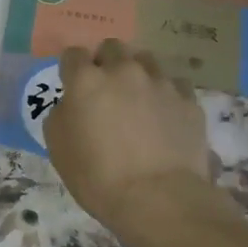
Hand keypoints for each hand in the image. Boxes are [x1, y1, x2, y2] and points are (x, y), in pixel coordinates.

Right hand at [44, 39, 235, 241]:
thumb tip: (72, 105)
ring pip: (146, 60)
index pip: (73, 54)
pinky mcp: (189, 100)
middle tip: (105, 89)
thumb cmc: (97, 177)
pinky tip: (165, 115)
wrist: (158, 198)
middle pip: (112, 47)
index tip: (73, 84)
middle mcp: (124, 71)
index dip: (71, 68)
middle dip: (106, 62)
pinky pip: (175, 85)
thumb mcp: (58, 149)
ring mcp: (160, 83)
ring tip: (138, 98)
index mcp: (86, 81)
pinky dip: (166, 94)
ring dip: (137, 73)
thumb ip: (61, 116)